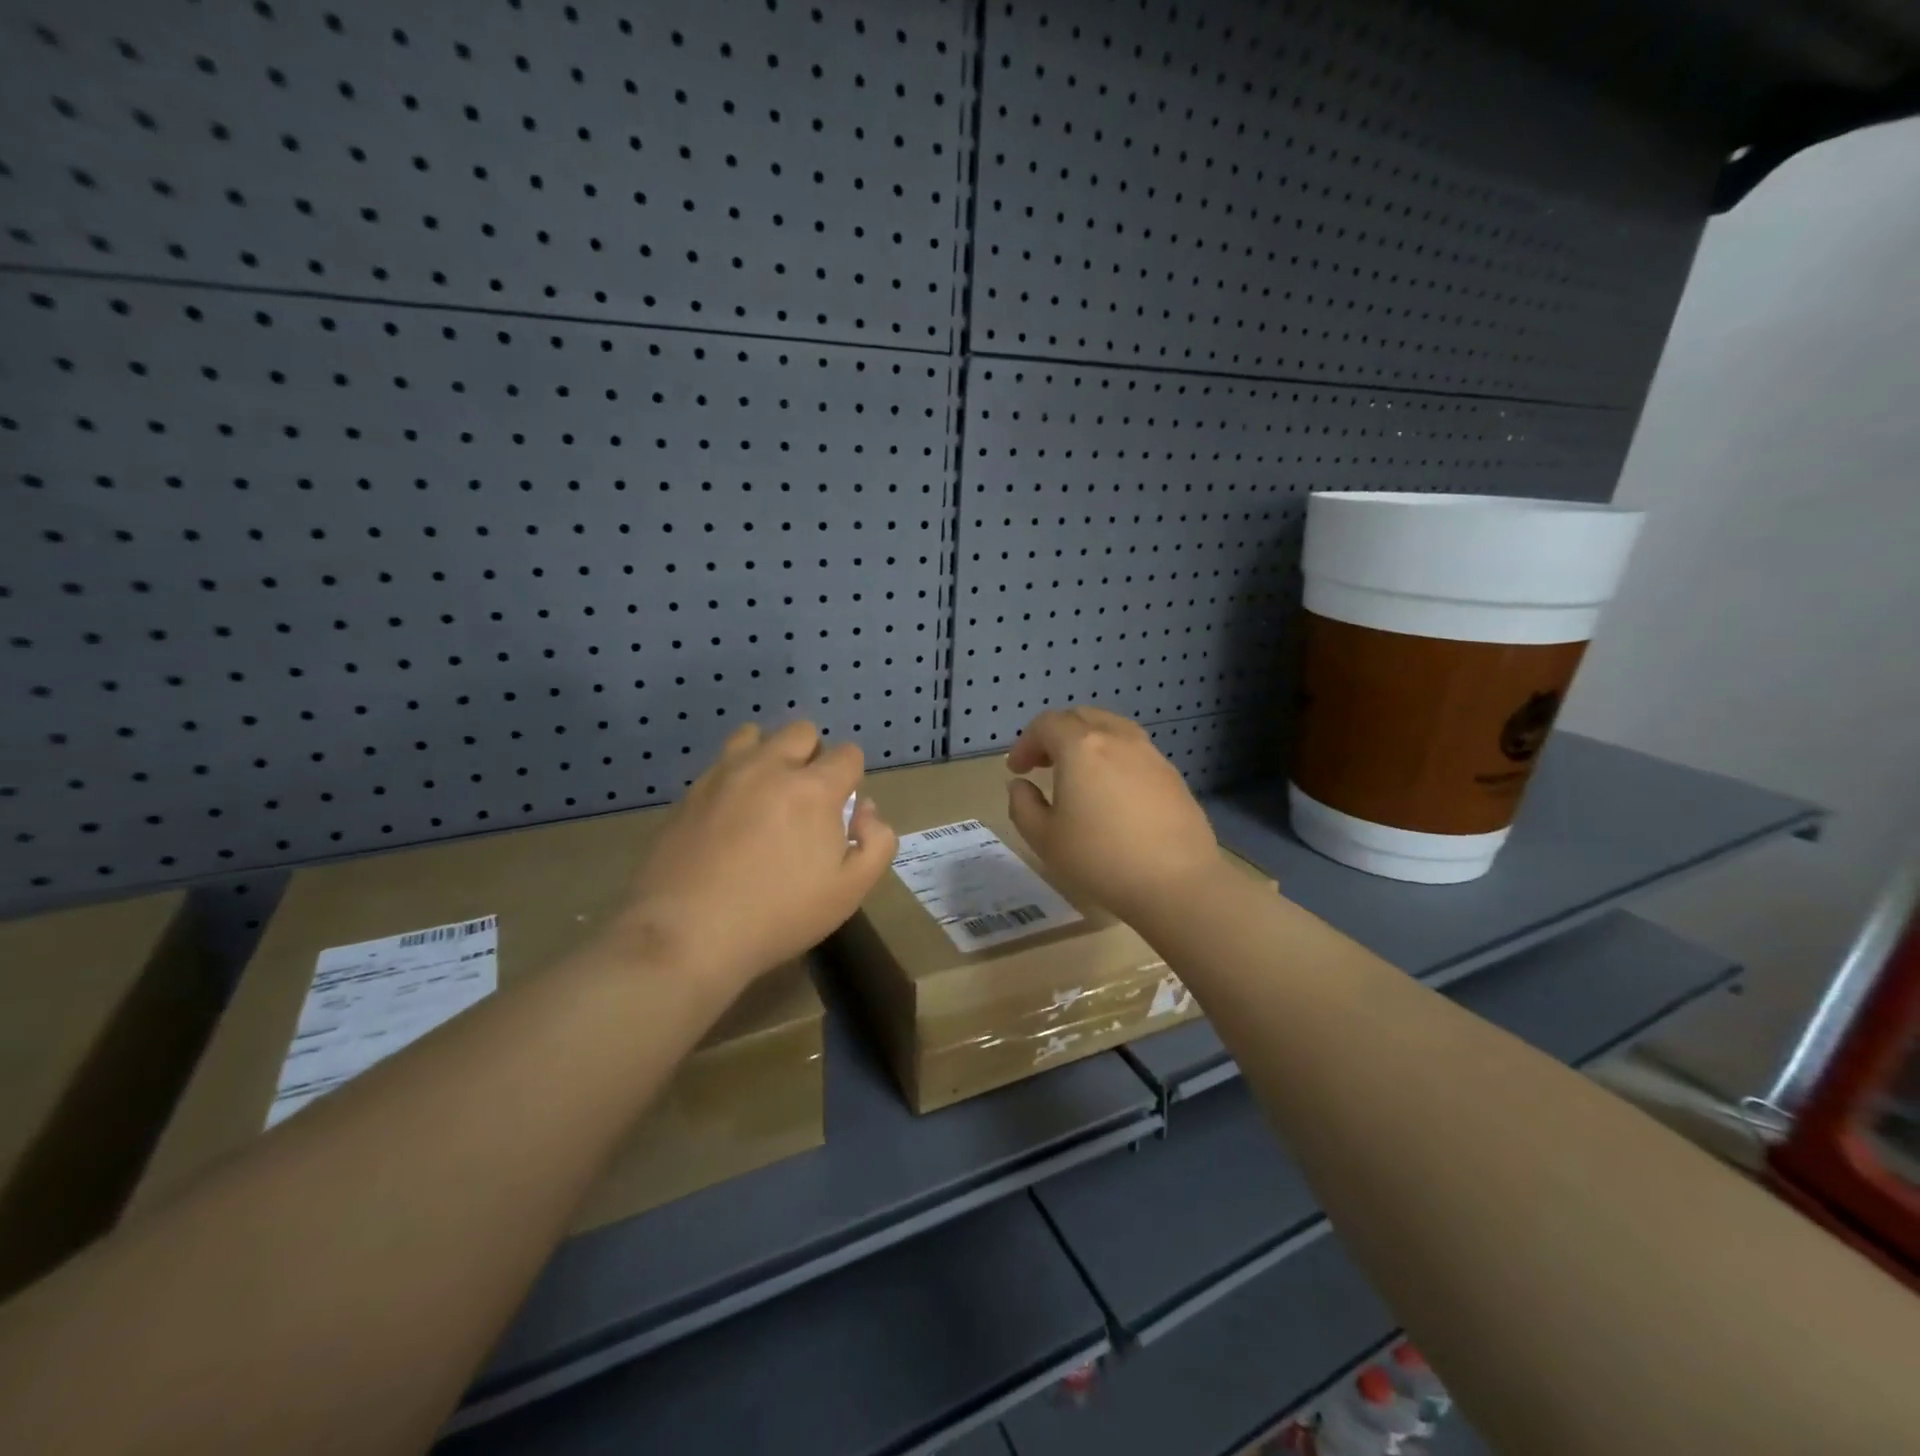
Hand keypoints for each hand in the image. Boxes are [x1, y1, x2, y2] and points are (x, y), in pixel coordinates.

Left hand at [616, 721, 896, 992]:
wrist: (687, 934)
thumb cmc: (779, 914)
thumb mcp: (850, 890)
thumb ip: (876, 842)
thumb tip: (865, 810)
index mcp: (813, 788)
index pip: (848, 754)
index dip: (852, 779)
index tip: (842, 811)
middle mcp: (769, 767)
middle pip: (801, 731)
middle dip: (813, 756)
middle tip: (807, 800)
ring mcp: (724, 775)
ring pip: (754, 735)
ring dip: (770, 754)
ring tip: (766, 794)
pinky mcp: (690, 792)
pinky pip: (721, 763)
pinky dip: (735, 776)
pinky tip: (730, 815)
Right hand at [1006, 707, 1219, 920]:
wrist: (1177, 882)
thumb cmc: (1100, 858)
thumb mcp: (1044, 839)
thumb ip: (1022, 805)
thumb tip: (1021, 786)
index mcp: (1081, 747)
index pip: (1046, 724)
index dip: (1025, 742)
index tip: (1017, 770)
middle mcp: (1117, 738)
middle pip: (1081, 717)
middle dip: (1055, 735)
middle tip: (1043, 764)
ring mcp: (1149, 754)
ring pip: (1112, 728)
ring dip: (1088, 742)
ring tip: (1079, 774)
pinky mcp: (1171, 774)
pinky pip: (1134, 751)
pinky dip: (1114, 758)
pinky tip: (1113, 793)